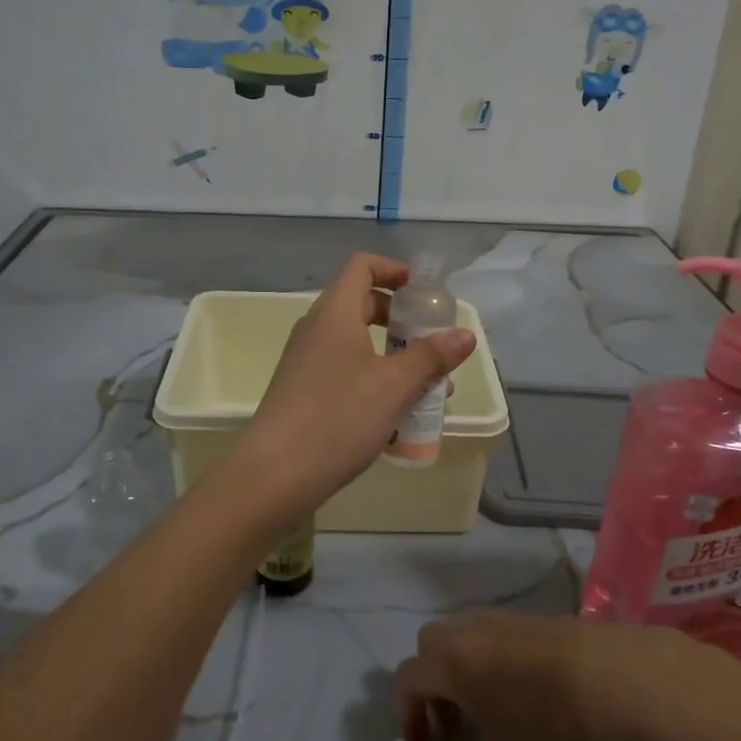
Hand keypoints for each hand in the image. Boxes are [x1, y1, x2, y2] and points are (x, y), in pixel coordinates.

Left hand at [229, 253, 475, 520]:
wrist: (275, 474)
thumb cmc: (338, 418)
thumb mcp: (394, 386)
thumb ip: (431, 357)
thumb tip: (465, 334)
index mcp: (334, 312)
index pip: (363, 266)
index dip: (396, 271)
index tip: (425, 295)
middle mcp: (316, 328)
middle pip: (363, 303)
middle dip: (403, 320)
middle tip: (433, 344)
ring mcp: (306, 360)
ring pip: (357, 342)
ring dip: (393, 356)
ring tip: (428, 388)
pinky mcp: (303, 389)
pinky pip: (345, 369)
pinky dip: (374, 378)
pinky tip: (396, 414)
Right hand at [394, 612, 698, 740]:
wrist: (627, 683)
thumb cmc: (557, 733)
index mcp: (455, 663)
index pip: (407, 677)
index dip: (405, 714)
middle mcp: (475, 631)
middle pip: (431, 645)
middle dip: (433, 685)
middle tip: (457, 728)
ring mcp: (511, 619)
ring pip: (468, 634)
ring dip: (467, 670)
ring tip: (497, 715)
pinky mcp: (544, 618)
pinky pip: (502, 633)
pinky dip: (499, 660)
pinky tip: (534, 697)